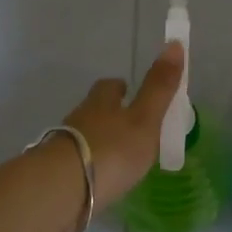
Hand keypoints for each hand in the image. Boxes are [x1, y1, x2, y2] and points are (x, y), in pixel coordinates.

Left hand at [55, 41, 185, 213]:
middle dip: (109, 114)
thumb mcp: (144, 118)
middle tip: (127, 126)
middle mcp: (80, 117)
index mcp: (102, 101)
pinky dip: (89, 165)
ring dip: (99, 140)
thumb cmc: (111, 149)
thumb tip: (174, 42)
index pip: (110, 86)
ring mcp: (64, 145)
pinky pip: (76, 162)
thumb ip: (159, 86)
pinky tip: (99, 178)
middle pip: (95, 109)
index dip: (121, 87)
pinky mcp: (56, 172)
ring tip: (117, 155)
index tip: (129, 91)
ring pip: (84, 135)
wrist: (62, 189)